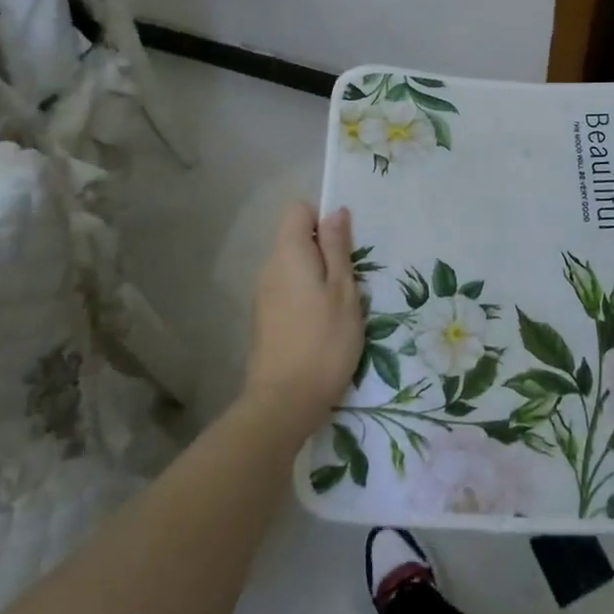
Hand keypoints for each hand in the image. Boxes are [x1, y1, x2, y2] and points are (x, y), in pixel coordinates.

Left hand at [244, 203, 364, 438]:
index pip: (299, 211)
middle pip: (295, 239)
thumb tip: (335, 211)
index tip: (346, 245)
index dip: (323, 219)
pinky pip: (286, 291)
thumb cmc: (324, 341)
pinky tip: (321, 326)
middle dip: (323, 251)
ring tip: (340, 307)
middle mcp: (269, 268)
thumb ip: (337, 248)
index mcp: (288, 254)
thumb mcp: (343, 290)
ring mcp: (262, 295)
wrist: (284, 402)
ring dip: (316, 277)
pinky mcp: (263, 320)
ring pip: (292, 268)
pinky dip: (305, 297)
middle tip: (351, 280)